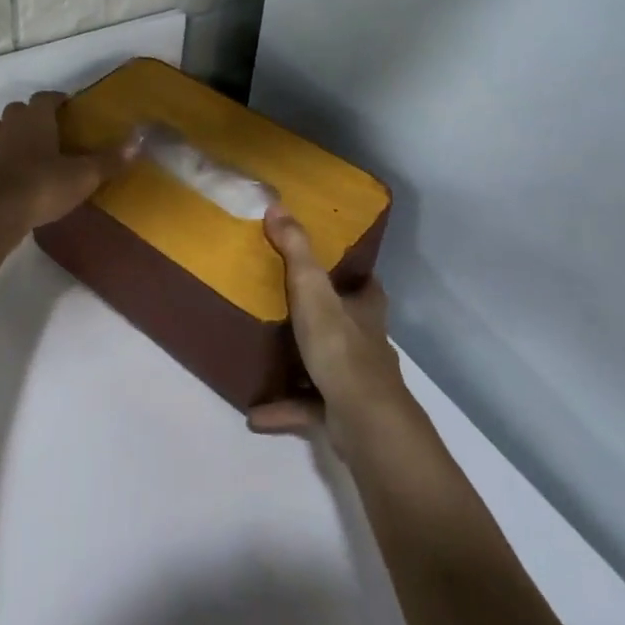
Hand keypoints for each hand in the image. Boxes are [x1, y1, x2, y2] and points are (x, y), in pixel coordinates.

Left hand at [0, 91, 130, 233]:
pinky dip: (5, 158)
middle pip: (18, 109)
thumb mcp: (83, 175)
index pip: (44, 97)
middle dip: (33, 114)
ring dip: (12, 133)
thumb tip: (138, 141)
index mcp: (35, 118)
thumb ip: (109, 159)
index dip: (57, 100)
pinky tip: (19, 174)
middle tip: (52, 129)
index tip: (70, 107)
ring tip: (31, 148)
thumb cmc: (42, 185)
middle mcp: (11, 126)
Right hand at [248, 207, 406, 441]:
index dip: (357, 277)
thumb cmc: (340, 347)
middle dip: (329, 318)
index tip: (336, 266)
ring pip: (330, 367)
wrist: (363, 420)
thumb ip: (295, 250)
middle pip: (352, 325)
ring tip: (269, 357)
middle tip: (293, 307)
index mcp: (366, 312)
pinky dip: (285, 407)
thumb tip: (277, 205)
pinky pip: (309, 406)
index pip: (369, 287)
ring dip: (303, 365)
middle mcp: (368, 344)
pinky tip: (255, 412)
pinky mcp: (344, 414)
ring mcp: (358, 382)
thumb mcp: (312, 290)